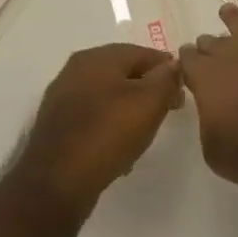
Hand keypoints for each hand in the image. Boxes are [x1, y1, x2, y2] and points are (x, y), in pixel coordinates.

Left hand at [12, 45, 183, 216]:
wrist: (55, 184)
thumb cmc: (107, 134)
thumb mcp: (149, 102)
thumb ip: (166, 78)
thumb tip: (172, 65)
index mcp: (97, 57)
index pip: (143, 52)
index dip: (167, 69)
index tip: (182, 91)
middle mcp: (76, 70)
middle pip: (124, 72)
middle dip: (148, 89)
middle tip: (167, 109)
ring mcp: (62, 98)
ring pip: (108, 96)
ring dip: (129, 109)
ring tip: (145, 132)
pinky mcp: (56, 126)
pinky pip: (93, 118)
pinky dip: (110, 127)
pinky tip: (120, 149)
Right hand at [179, 0, 237, 195]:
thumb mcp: (218, 154)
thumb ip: (209, 125)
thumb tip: (213, 110)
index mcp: (207, 80)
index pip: (189, 63)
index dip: (187, 63)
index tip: (186, 63)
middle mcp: (231, 54)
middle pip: (213, 43)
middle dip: (208, 45)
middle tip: (206, 46)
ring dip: (232, 18)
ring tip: (226, 11)